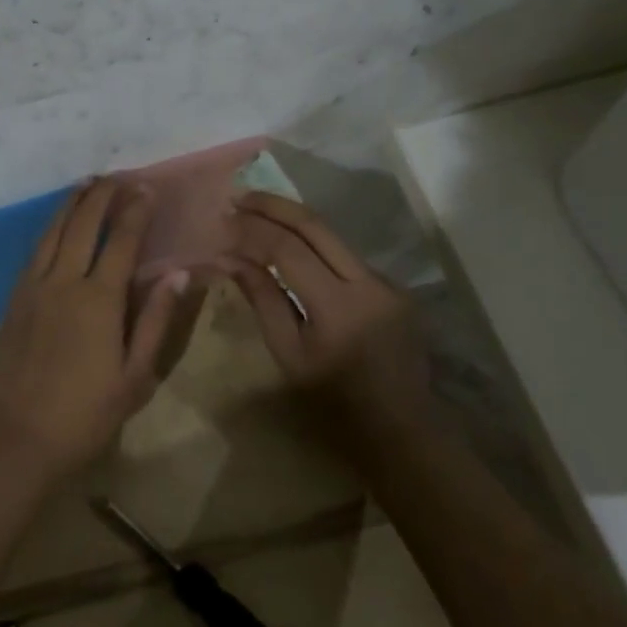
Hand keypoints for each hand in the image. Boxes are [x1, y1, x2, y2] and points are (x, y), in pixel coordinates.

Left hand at [0, 179, 193, 479]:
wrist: (17, 437)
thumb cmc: (85, 414)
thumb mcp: (135, 376)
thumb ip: (155, 320)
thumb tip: (179, 273)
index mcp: (99, 299)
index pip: (122, 240)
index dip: (136, 210)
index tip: (146, 187)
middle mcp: (63, 281)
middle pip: (84, 224)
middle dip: (103, 195)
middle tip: (118, 176)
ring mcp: (33, 286)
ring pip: (54, 231)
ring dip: (72, 203)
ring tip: (87, 184)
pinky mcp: (14, 298)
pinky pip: (36, 249)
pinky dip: (51, 227)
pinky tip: (58, 224)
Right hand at [221, 192, 431, 422]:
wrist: (402, 430)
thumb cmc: (334, 404)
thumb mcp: (289, 355)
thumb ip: (262, 300)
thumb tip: (229, 258)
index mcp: (339, 307)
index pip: (288, 250)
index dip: (253, 230)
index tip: (224, 219)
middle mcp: (369, 283)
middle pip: (317, 226)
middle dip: (274, 206)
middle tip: (239, 196)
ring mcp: (387, 283)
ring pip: (334, 237)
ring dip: (294, 221)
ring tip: (257, 213)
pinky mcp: (395, 289)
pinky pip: (346, 257)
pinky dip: (315, 246)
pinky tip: (290, 246)